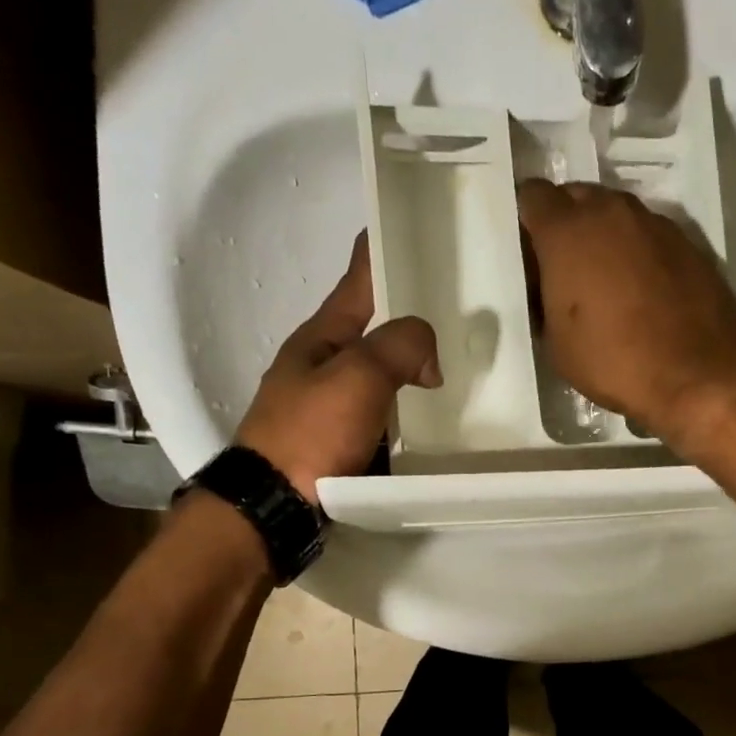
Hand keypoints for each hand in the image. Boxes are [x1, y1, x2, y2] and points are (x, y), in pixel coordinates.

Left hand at [235, 235, 439, 503]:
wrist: (274, 508)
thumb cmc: (310, 433)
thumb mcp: (357, 377)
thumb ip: (398, 347)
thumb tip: (428, 351)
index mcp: (321, 335)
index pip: (357, 278)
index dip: (382, 250)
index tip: (413, 226)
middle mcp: (324, 363)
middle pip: (375, 325)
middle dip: (412, 312)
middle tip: (461, 304)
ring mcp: (331, 403)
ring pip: (383, 370)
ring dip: (415, 363)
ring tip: (462, 358)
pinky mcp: (342, 439)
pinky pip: (385, 410)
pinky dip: (410, 405)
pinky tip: (438, 412)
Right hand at [517, 179, 735, 447]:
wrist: (698, 375)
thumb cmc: (614, 362)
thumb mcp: (556, 343)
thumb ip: (544, 299)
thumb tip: (549, 287)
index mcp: (567, 231)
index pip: (533, 196)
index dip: (527, 222)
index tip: (531, 253)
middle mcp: (611, 213)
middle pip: (577, 196)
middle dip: (566, 222)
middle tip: (565, 265)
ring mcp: (655, 223)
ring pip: (617, 212)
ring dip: (605, 234)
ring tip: (606, 279)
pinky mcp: (689, 242)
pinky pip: (650, 234)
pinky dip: (639, 251)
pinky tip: (643, 289)